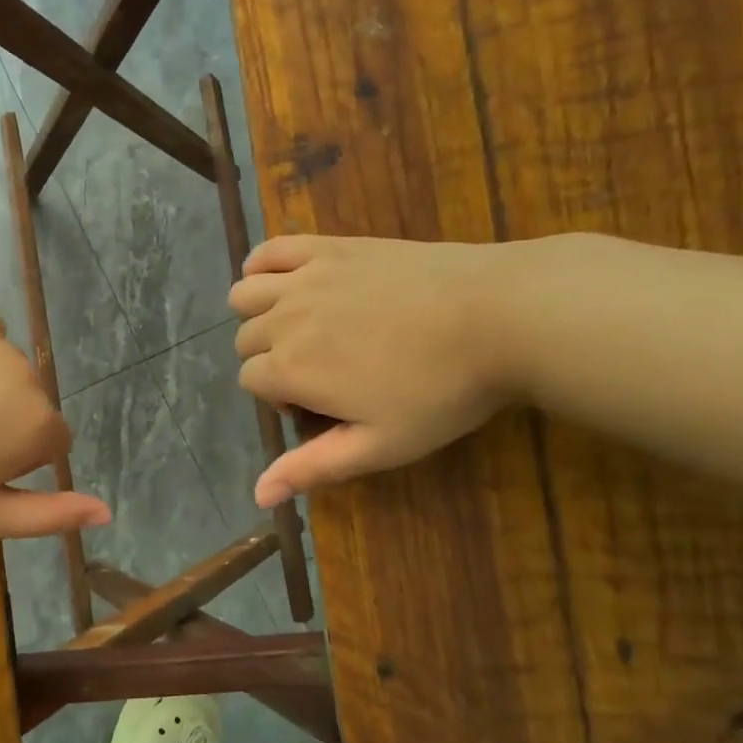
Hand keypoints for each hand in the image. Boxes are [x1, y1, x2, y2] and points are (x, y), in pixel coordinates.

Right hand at [229, 235, 517, 506]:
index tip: (320, 406)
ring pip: (244, 295)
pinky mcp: (330, 247)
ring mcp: (305, 278)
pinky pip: (270, 250)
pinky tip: (282, 281)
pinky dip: (261, 265)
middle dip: (269, 359)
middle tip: (320, 371)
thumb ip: (313, 468)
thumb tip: (259, 496)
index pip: (250, 381)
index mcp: (291, 369)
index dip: (278, 398)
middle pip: (246, 340)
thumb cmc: (441, 390)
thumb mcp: (380, 445)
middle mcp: (284, 320)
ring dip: (257, 315)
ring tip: (297, 326)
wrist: (499, 315)